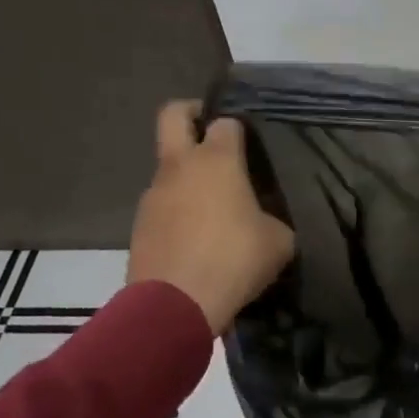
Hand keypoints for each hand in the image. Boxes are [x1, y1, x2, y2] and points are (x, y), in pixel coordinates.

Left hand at [127, 101, 294, 332]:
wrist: (175, 305)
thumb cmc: (234, 260)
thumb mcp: (278, 241)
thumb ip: (273, 219)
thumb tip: (267, 220)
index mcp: (217, 160)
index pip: (226, 122)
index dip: (239, 127)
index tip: (251, 142)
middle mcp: (181, 166)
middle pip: (173, 114)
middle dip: (191, 112)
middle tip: (211, 131)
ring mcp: (154, 194)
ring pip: (168, 166)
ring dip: (187, 174)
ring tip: (213, 206)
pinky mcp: (139, 225)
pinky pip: (162, 204)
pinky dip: (178, 210)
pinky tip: (198, 238)